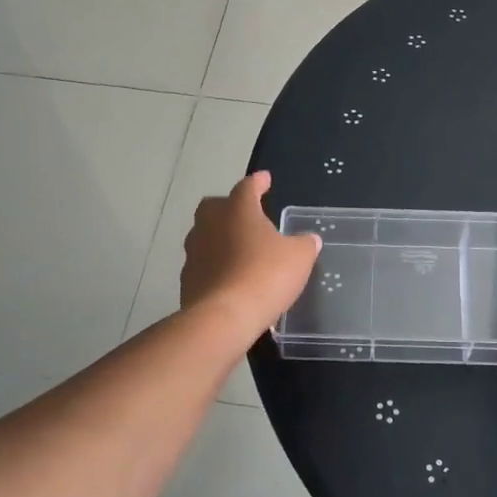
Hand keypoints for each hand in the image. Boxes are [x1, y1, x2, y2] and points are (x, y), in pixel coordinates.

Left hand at [181, 171, 320, 336]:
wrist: (224, 317)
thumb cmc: (265, 275)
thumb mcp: (299, 258)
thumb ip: (304, 244)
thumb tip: (309, 239)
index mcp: (238, 210)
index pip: (247, 187)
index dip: (258, 182)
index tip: (265, 179)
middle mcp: (210, 225)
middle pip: (215, 207)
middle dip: (229, 207)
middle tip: (246, 215)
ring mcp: (194, 252)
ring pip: (205, 236)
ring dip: (220, 239)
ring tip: (240, 251)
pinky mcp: (187, 280)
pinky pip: (203, 265)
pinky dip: (215, 267)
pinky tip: (230, 278)